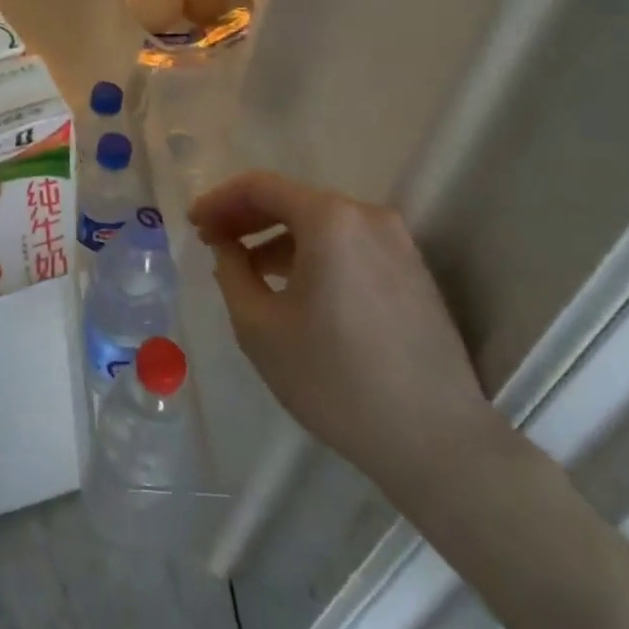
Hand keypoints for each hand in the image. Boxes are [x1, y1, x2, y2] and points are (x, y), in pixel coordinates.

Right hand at [191, 171, 505, 495]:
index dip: (218, 201)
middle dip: (246, 217)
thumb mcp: (259, 326)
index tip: (193, 225)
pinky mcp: (413, 272)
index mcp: (330, 220)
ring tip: (245, 266)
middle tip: (212, 240)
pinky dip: (312, 253)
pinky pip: (348, 245)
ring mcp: (397, 243)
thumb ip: (231, 271)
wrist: (436, 442)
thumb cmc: (335, 379)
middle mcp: (367, 217)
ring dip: (277, 236)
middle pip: (292, 199)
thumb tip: (227, 246)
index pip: (259, 186)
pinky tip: (292, 285)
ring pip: (321, 223)